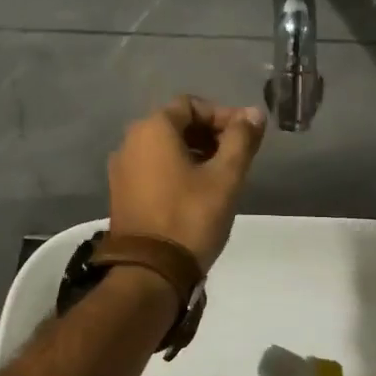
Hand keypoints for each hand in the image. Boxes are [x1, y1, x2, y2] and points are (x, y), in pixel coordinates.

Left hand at [108, 96, 266, 267]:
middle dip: (210, 134)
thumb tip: (253, 113)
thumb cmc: (191, 217)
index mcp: (152, 129)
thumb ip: (242, 139)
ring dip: (195, 153)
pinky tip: (197, 192)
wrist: (150, 271)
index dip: (223, 115)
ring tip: (221, 176)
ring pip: (164, 148)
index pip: (191, 104)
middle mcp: (130, 142)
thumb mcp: (226, 177)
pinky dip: (176, 170)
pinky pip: (153, 168)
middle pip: (176, 124)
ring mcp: (121, 169)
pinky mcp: (121, 193)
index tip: (247, 137)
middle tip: (237, 157)